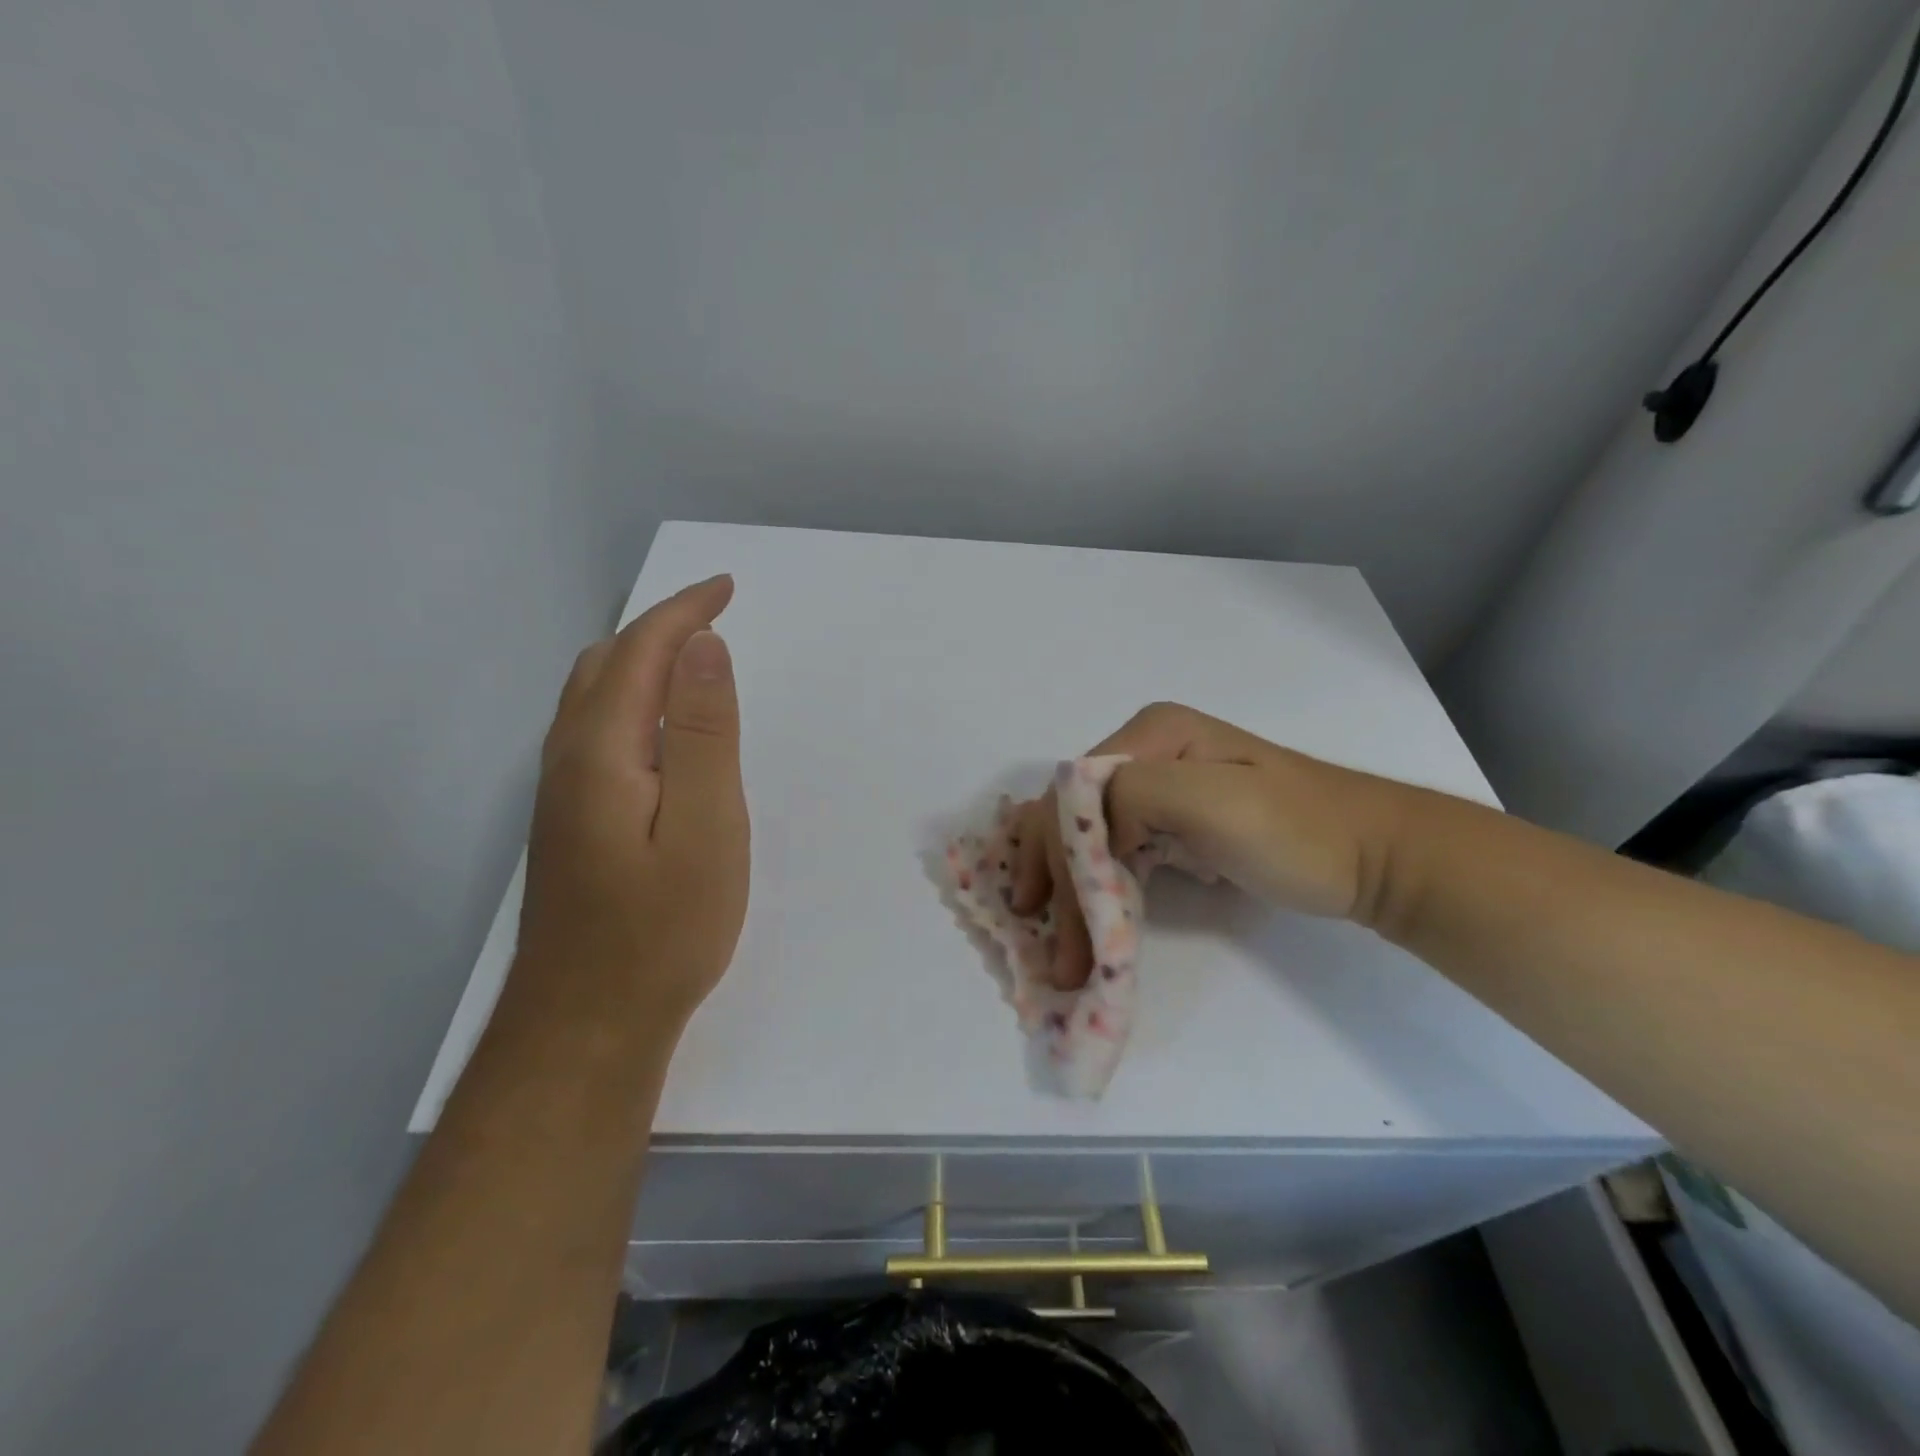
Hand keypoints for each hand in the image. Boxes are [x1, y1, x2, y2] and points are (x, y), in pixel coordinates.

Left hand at [515, 574, 749, 1032]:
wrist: (588, 1023)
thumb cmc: (663, 928)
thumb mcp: (707, 827)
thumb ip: (706, 734)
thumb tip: (703, 648)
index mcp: (603, 751)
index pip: (639, 652)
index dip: (683, 612)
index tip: (727, 587)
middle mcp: (569, 759)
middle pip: (606, 665)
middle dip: (660, 627)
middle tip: (716, 616)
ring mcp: (561, 792)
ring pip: (593, 697)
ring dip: (641, 660)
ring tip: (692, 656)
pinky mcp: (570, 820)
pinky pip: (595, 730)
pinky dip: (632, 698)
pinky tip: (659, 724)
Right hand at [1009, 703, 1397, 987]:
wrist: (1375, 858)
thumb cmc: (1300, 832)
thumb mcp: (1216, 799)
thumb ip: (1135, 794)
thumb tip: (1087, 836)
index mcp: (1152, 734)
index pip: (1073, 793)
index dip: (1057, 855)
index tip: (1057, 923)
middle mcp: (1145, 752)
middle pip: (1072, 814)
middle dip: (1056, 879)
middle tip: (1057, 953)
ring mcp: (1159, 787)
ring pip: (1086, 834)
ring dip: (1068, 889)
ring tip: (1064, 950)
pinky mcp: (1172, 821)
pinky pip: (1113, 849)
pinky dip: (1093, 886)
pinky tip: (1084, 918)